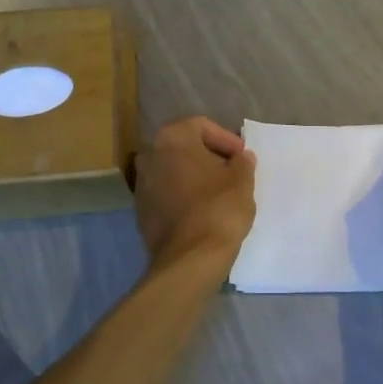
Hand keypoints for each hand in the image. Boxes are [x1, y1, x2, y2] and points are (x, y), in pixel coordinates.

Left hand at [133, 117, 256, 272]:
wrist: (190, 257)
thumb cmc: (219, 208)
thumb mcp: (242, 180)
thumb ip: (242, 162)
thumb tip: (240, 157)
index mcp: (172, 138)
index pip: (201, 126)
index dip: (226, 139)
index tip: (241, 157)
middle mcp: (150, 155)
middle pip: (184, 147)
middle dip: (208, 157)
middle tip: (231, 172)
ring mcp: (141, 184)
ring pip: (173, 171)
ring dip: (194, 177)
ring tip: (218, 193)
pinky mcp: (141, 211)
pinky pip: (166, 194)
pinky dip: (183, 196)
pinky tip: (201, 211)